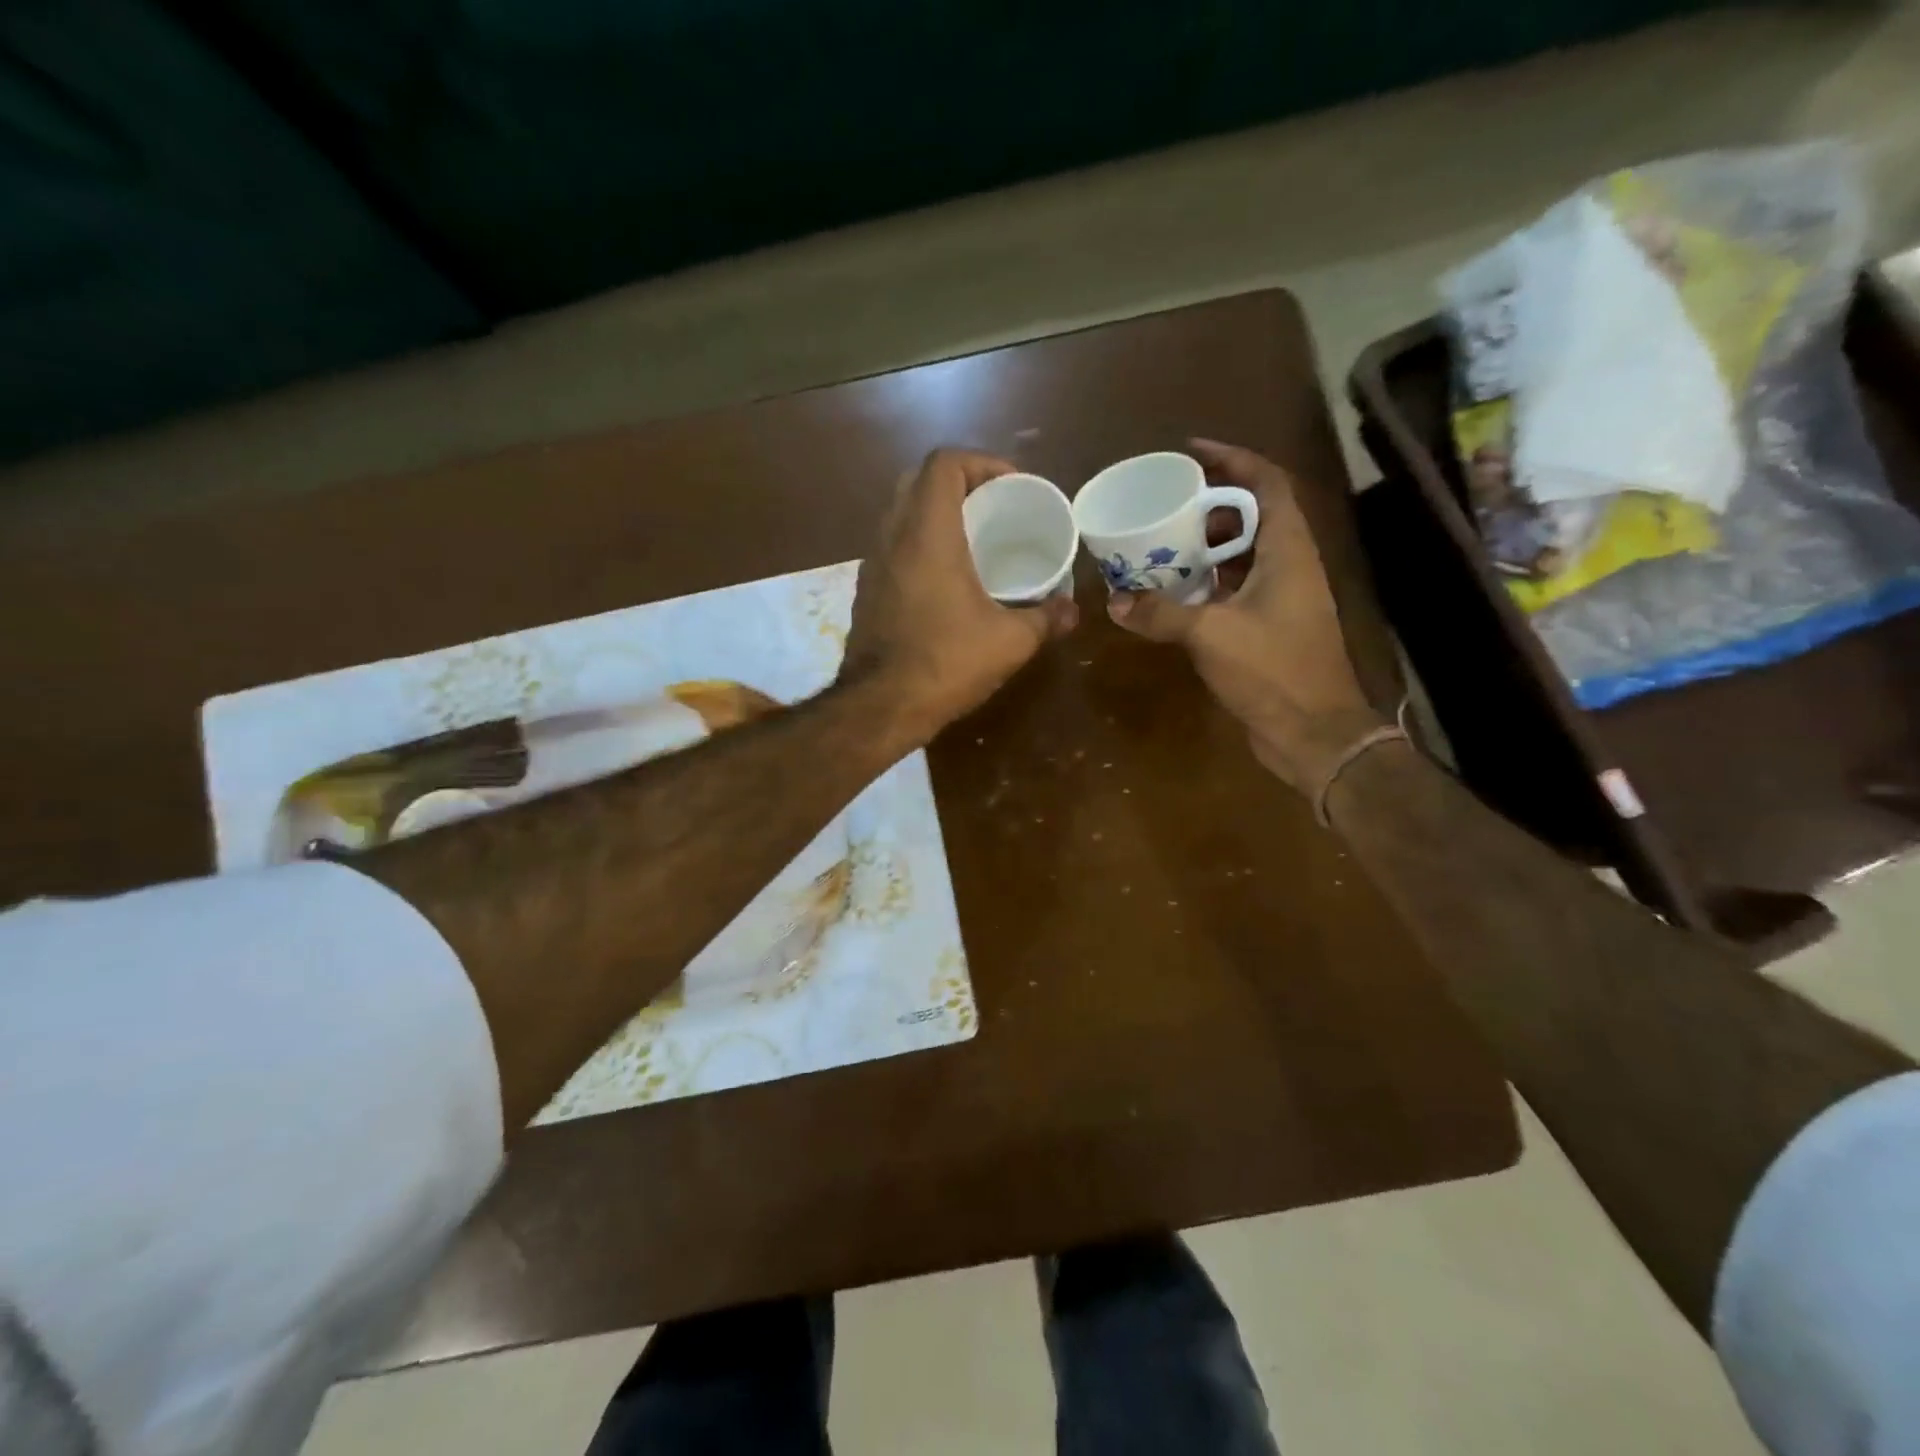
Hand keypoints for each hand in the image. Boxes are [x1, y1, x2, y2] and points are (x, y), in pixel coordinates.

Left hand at [842, 448, 1077, 743]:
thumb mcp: (1009, 642)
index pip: (944, 462)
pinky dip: (919, 543)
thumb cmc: (946, 663)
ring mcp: (873, 564)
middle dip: (959, 482)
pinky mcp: (867, 590)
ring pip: (901, 513)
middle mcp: (893, 537)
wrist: (880, 706)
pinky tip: (945, 578)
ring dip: (935, 512)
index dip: (982, 462)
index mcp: (928, 533)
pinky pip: (893, 546)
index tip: (1012, 486)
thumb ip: (1046, 618)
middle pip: (918, 479)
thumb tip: (1073, 611)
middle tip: (994, 507)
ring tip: (973, 538)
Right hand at [1107, 438, 1382, 792]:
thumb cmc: (1273, 671)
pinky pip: (1234, 589)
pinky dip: (1205, 584)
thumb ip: (1162, 614)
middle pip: (1252, 517)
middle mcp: (1289, 566)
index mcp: (1288, 552)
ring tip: (1161, 544)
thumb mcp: (1211, 635)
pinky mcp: (1269, 628)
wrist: (1313, 733)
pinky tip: (1172, 593)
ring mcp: (1281, 599)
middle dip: (1209, 506)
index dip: (1234, 460)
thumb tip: (1116, 602)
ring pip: (1242, 556)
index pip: (1267, 484)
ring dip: (1205, 547)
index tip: (1193, 451)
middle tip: (1166, 507)